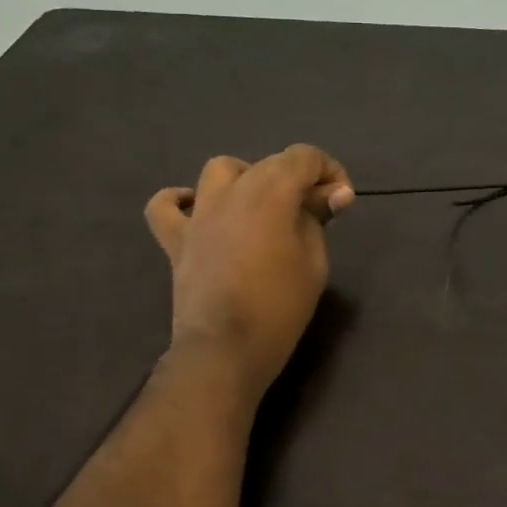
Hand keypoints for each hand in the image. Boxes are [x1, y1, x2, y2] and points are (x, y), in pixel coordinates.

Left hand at [145, 145, 354, 394]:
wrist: (226, 350)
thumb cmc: (280, 308)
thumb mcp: (315, 263)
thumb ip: (318, 221)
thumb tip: (331, 195)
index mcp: (271, 193)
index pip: (304, 157)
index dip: (329, 171)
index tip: (341, 201)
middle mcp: (233, 191)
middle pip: (269, 164)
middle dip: (297, 180)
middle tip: (314, 214)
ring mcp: (199, 214)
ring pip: (221, 171)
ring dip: (247, 179)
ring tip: (261, 207)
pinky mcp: (177, 239)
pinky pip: (166, 206)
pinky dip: (181, 200)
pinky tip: (197, 210)